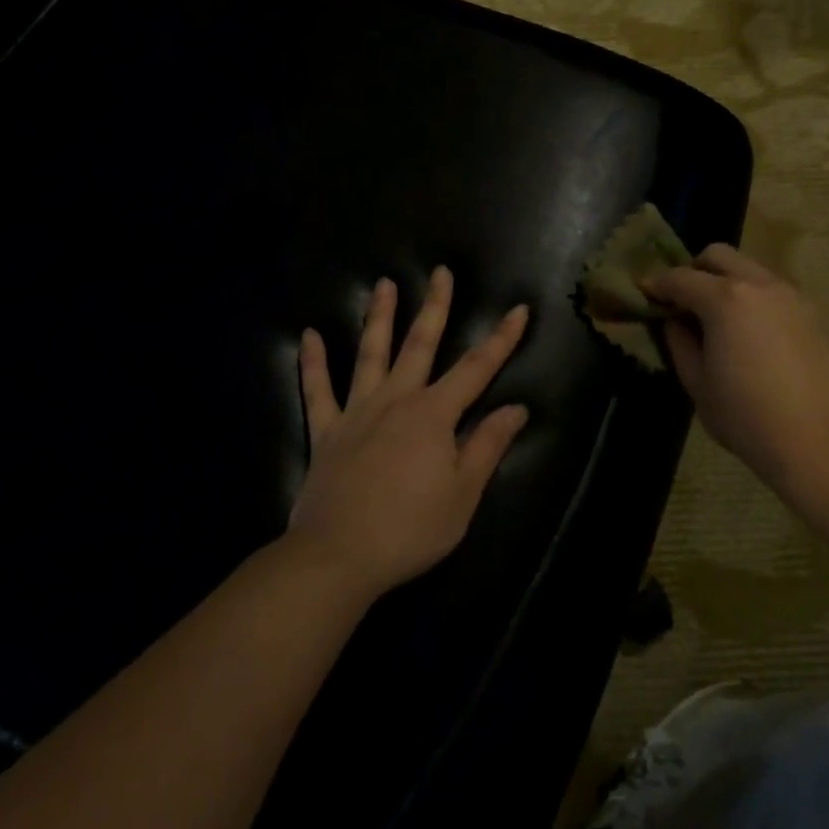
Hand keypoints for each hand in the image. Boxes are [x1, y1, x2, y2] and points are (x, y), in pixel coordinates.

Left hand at [291, 267, 529, 598]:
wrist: (339, 555)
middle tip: (440, 272)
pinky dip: (313, 362)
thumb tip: (516, 408)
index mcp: (434, 415)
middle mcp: (396, 400)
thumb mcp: (463, 494)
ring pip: (370, 354)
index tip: (519, 309)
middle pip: (420, 344)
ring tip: (383, 284)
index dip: (502, 339)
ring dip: (378, 317)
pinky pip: (317, 390)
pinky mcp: (326, 432)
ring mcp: (357, 412)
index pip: (477, 368)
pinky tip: (309, 335)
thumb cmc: (411, 529)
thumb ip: (487, 446)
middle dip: (435, 307)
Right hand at [642, 244, 828, 491]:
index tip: (643, 294)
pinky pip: (771, 289)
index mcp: (725, 299)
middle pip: (717, 256)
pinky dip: (750, 296)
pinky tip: (747, 332)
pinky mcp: (810, 313)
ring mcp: (790, 295)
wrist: (815, 441)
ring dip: (724, 281)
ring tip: (715, 318)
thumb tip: (673, 321)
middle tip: (681, 301)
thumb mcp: (697, 383)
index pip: (679, 278)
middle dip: (693, 270)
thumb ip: (679, 343)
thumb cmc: (745, 416)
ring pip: (748, 268)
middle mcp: (759, 284)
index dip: (656, 284)